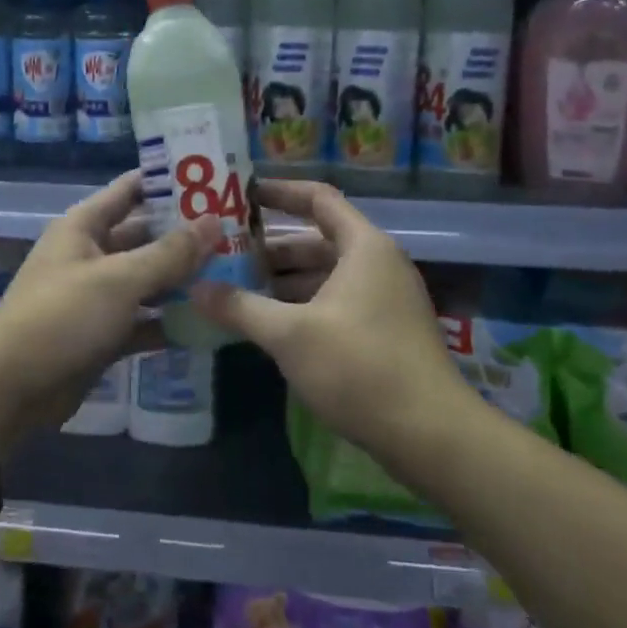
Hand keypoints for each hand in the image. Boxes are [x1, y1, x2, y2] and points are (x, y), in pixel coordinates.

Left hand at [0, 170, 218, 450]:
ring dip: (184, 279)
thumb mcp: (119, 279)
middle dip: (186, 235)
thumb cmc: (62, 317)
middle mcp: (91, 255)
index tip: (214, 177)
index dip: (168, 181)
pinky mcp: (104, 334)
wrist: (11, 389)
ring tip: (235, 272)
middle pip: (145, 236)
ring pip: (148, 280)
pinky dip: (170, 320)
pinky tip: (211, 321)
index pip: (130, 190)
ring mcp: (97, 296)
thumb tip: (215, 221)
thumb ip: (169, 253)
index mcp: (84, 227)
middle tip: (238, 231)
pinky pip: (144, 320)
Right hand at [191, 179, 462, 456]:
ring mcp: (384, 300)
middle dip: (270, 248)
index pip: (318, 199)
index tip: (240, 195)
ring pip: (325, 275)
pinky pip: (335, 302)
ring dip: (283, 281)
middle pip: (318, 240)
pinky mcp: (384, 332)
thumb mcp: (290, 335)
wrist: (431, 435)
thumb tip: (195, 288)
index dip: (279, 192)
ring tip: (236, 290)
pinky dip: (302, 305)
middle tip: (224, 254)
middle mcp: (378, 264)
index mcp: (363, 247)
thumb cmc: (359, 367)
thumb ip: (240, 307)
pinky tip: (269, 325)